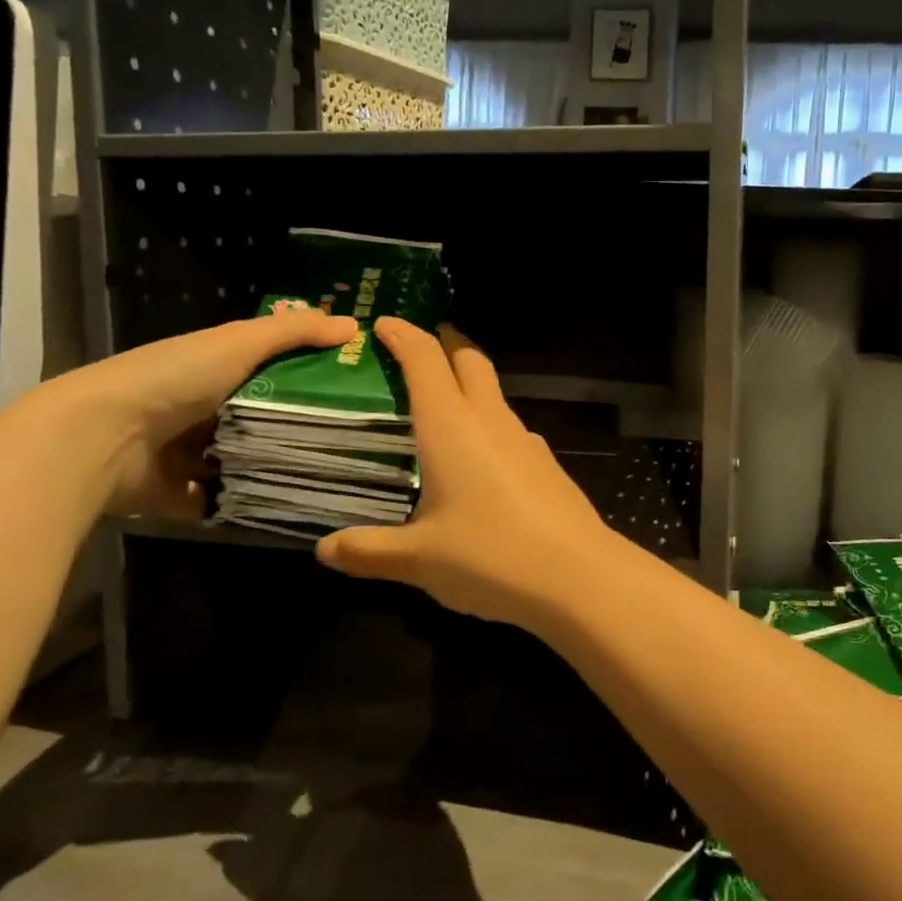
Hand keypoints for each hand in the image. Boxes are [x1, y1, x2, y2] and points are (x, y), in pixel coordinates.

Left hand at [33, 306, 356, 518]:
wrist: (98, 440)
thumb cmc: (173, 378)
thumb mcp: (239, 343)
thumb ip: (295, 332)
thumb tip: (354, 325)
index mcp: (212, 366)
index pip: (270, 366)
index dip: (309, 370)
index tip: (352, 382)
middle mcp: (200, 407)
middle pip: (261, 414)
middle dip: (300, 423)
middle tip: (353, 434)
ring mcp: (188, 453)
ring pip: (246, 458)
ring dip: (277, 465)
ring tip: (332, 472)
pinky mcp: (180, 495)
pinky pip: (226, 498)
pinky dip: (249, 501)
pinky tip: (292, 502)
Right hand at [317, 318, 622, 627]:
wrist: (577, 576)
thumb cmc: (489, 557)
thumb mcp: (418, 559)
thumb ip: (369, 551)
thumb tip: (324, 550)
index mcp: (451, 427)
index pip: (425, 360)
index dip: (404, 335)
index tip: (383, 324)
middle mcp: (490, 420)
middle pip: (470, 360)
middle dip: (444, 344)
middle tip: (416, 351)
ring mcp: (525, 439)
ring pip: (493, 393)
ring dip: (467, 386)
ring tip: (439, 412)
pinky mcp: (546, 463)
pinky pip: (509, 428)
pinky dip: (488, 425)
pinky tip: (478, 462)